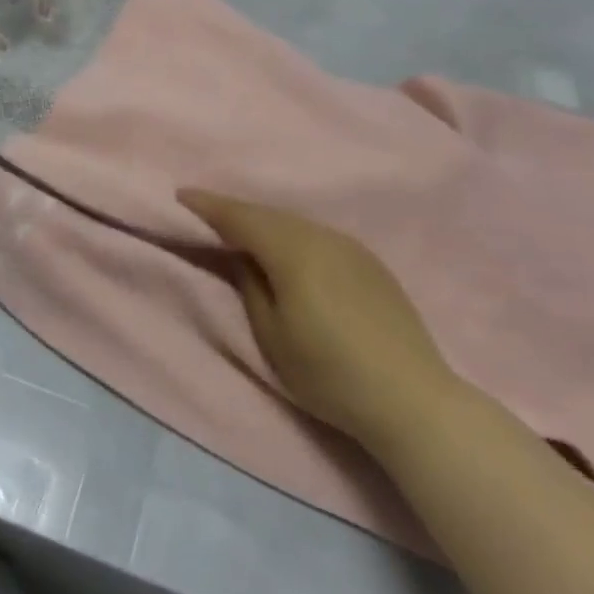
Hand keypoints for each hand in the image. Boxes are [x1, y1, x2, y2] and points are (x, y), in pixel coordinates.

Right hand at [179, 190, 464, 458]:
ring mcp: (351, 247)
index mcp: (293, 251)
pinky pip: (317, 236)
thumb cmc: (329, 373)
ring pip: (295, 224)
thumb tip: (243, 258)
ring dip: (265, 224)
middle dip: (235, 212)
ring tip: (241, 233)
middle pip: (269, 215)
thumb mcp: (272, 336)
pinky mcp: (370, 263)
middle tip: (205, 214)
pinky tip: (288, 252)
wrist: (412, 398)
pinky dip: (292, 236)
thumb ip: (250, 287)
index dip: (208, 205)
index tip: (181, 195)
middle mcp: (322, 237)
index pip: (241, 217)